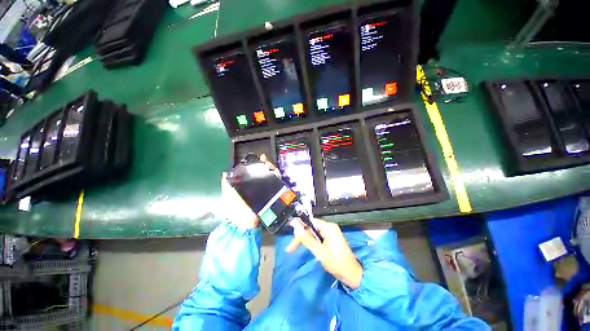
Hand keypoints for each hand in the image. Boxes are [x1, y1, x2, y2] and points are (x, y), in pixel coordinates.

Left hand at [220, 154, 279, 228]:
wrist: (242, 222)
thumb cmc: (233, 207)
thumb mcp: (227, 193)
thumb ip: (226, 183)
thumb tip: (225, 172)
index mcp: (248, 184)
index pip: (254, 171)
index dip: (257, 163)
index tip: (260, 157)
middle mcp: (258, 185)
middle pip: (265, 172)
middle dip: (267, 164)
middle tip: (266, 161)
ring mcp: (265, 190)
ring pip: (272, 176)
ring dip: (272, 169)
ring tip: (270, 166)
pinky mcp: (271, 194)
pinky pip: (276, 184)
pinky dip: (277, 177)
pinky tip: (276, 173)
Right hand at [286, 218, 362, 288]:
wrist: (352, 274)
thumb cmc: (337, 263)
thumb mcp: (320, 252)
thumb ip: (307, 240)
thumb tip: (295, 229)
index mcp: (328, 227)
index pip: (310, 222)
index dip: (299, 227)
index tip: (290, 234)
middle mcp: (329, 227)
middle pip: (311, 227)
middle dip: (300, 236)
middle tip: (290, 248)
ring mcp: (330, 232)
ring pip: (313, 232)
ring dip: (304, 240)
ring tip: (294, 249)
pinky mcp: (331, 238)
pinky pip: (317, 236)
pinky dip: (310, 242)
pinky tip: (306, 247)